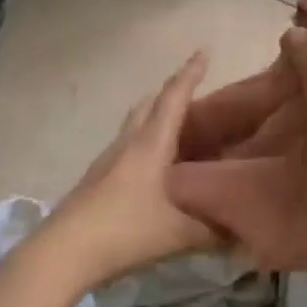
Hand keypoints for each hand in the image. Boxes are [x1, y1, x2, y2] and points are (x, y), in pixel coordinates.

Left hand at [37, 52, 222, 288]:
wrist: (62, 253)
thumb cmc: (124, 231)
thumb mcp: (177, 234)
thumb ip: (213, 231)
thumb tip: (244, 231)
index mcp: (150, 144)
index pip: (173, 98)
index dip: (190, 74)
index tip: (204, 52)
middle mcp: (128, 143)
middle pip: (149, 104)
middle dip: (171, 92)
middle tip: (193, 93)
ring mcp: (108, 160)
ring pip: (135, 124)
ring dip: (154, 116)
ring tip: (177, 129)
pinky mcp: (96, 179)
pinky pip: (126, 146)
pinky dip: (144, 143)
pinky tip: (153, 168)